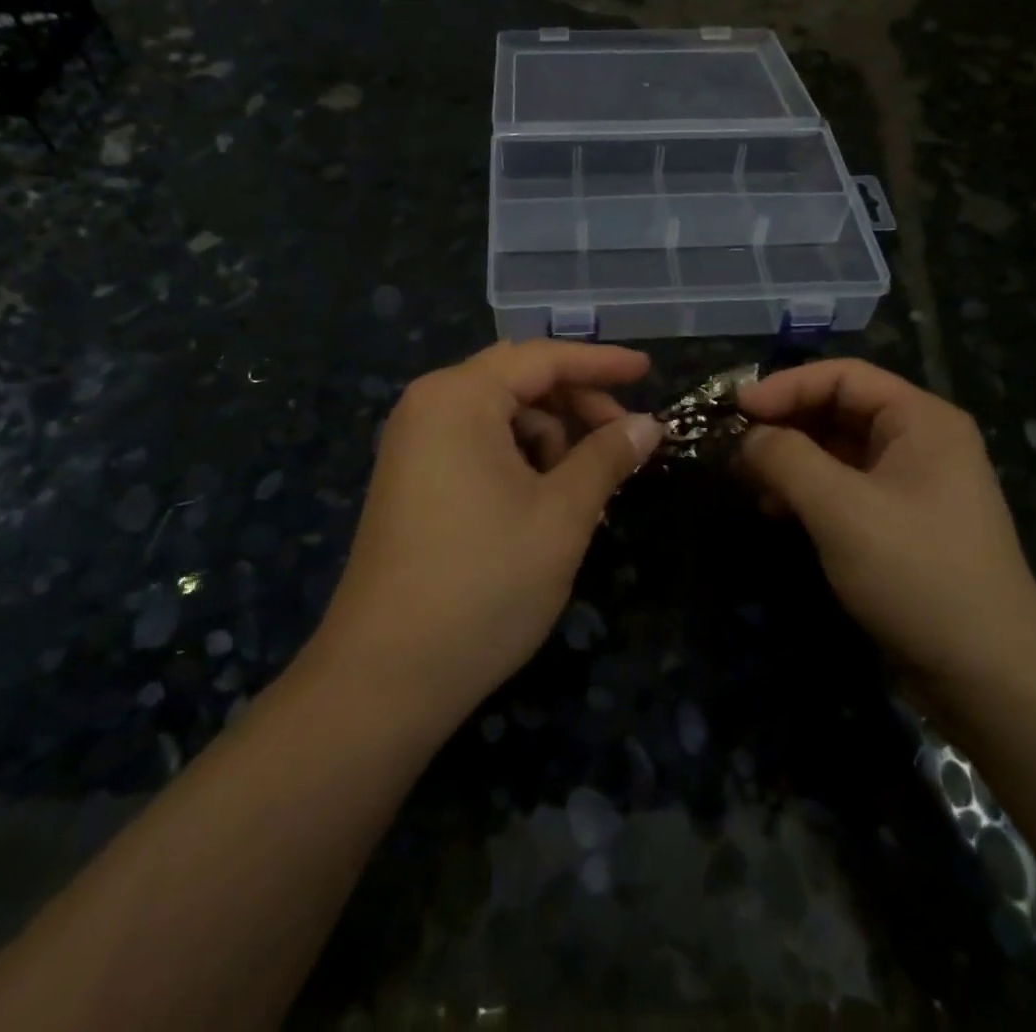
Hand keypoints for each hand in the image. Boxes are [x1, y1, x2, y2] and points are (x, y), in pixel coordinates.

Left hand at [312, 341, 663, 731]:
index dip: (601, 363)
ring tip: (584, 489)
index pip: (542, 358)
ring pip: (500, 418)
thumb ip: (607, 456)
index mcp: (458, 397)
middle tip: (623, 440)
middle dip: (576, 404)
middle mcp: (429, 407)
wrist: (386, 677)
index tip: (648, 371)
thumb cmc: (485, 582)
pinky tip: (547, 503)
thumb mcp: (562, 514)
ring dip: (551, 439)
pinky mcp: (412, 482)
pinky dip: (521, 461)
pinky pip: (478, 447)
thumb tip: (648, 424)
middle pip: (518, 382)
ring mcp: (414, 446)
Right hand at [736, 359, 1035, 692]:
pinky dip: (808, 493)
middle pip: (839, 411)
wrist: (989, 677)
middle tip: (735, 446)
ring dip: (791, 461)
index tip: (736, 409)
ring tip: (749, 482)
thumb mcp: (841, 509)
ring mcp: (913, 485)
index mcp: (921, 420)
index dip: (785, 386)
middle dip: (785, 425)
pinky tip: (777, 512)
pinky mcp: (901, 525)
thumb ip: (787, 459)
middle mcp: (921, 442)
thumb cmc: (917, 573)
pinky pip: (846, 489)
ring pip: (838, 452)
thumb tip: (748, 437)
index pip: (843, 377)